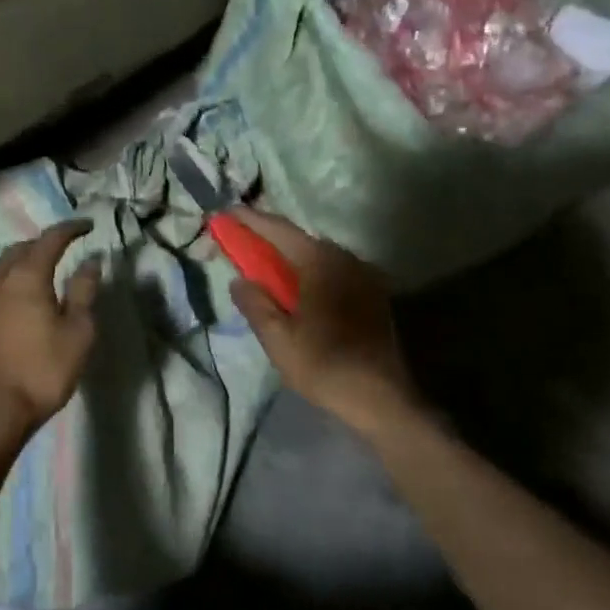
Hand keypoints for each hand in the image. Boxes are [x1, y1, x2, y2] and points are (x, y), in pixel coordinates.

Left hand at [0, 220, 102, 442]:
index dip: (70, 229)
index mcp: (27, 277)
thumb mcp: (77, 332)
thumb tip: (91, 261)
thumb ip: (84, 292)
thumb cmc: (42, 371)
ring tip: (42, 266)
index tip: (88, 226)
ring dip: (23, 258)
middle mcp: (0, 281)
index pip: (50, 239)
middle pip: (21, 248)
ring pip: (2, 265)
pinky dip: (11, 278)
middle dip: (44, 241)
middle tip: (65, 246)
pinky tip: (19, 294)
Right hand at [226, 209, 419, 431]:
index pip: (278, 230)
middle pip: (299, 239)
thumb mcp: (279, 339)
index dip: (250, 220)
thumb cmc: (325, 365)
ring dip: (289, 255)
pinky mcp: (372, 294)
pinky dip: (309, 270)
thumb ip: (255, 304)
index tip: (226, 212)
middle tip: (241, 239)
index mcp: (320, 262)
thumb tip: (239, 280)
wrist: (384, 398)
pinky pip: (332, 270)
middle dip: (268, 237)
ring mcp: (363, 275)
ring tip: (264, 262)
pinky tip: (296, 287)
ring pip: (317, 255)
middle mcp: (345, 258)